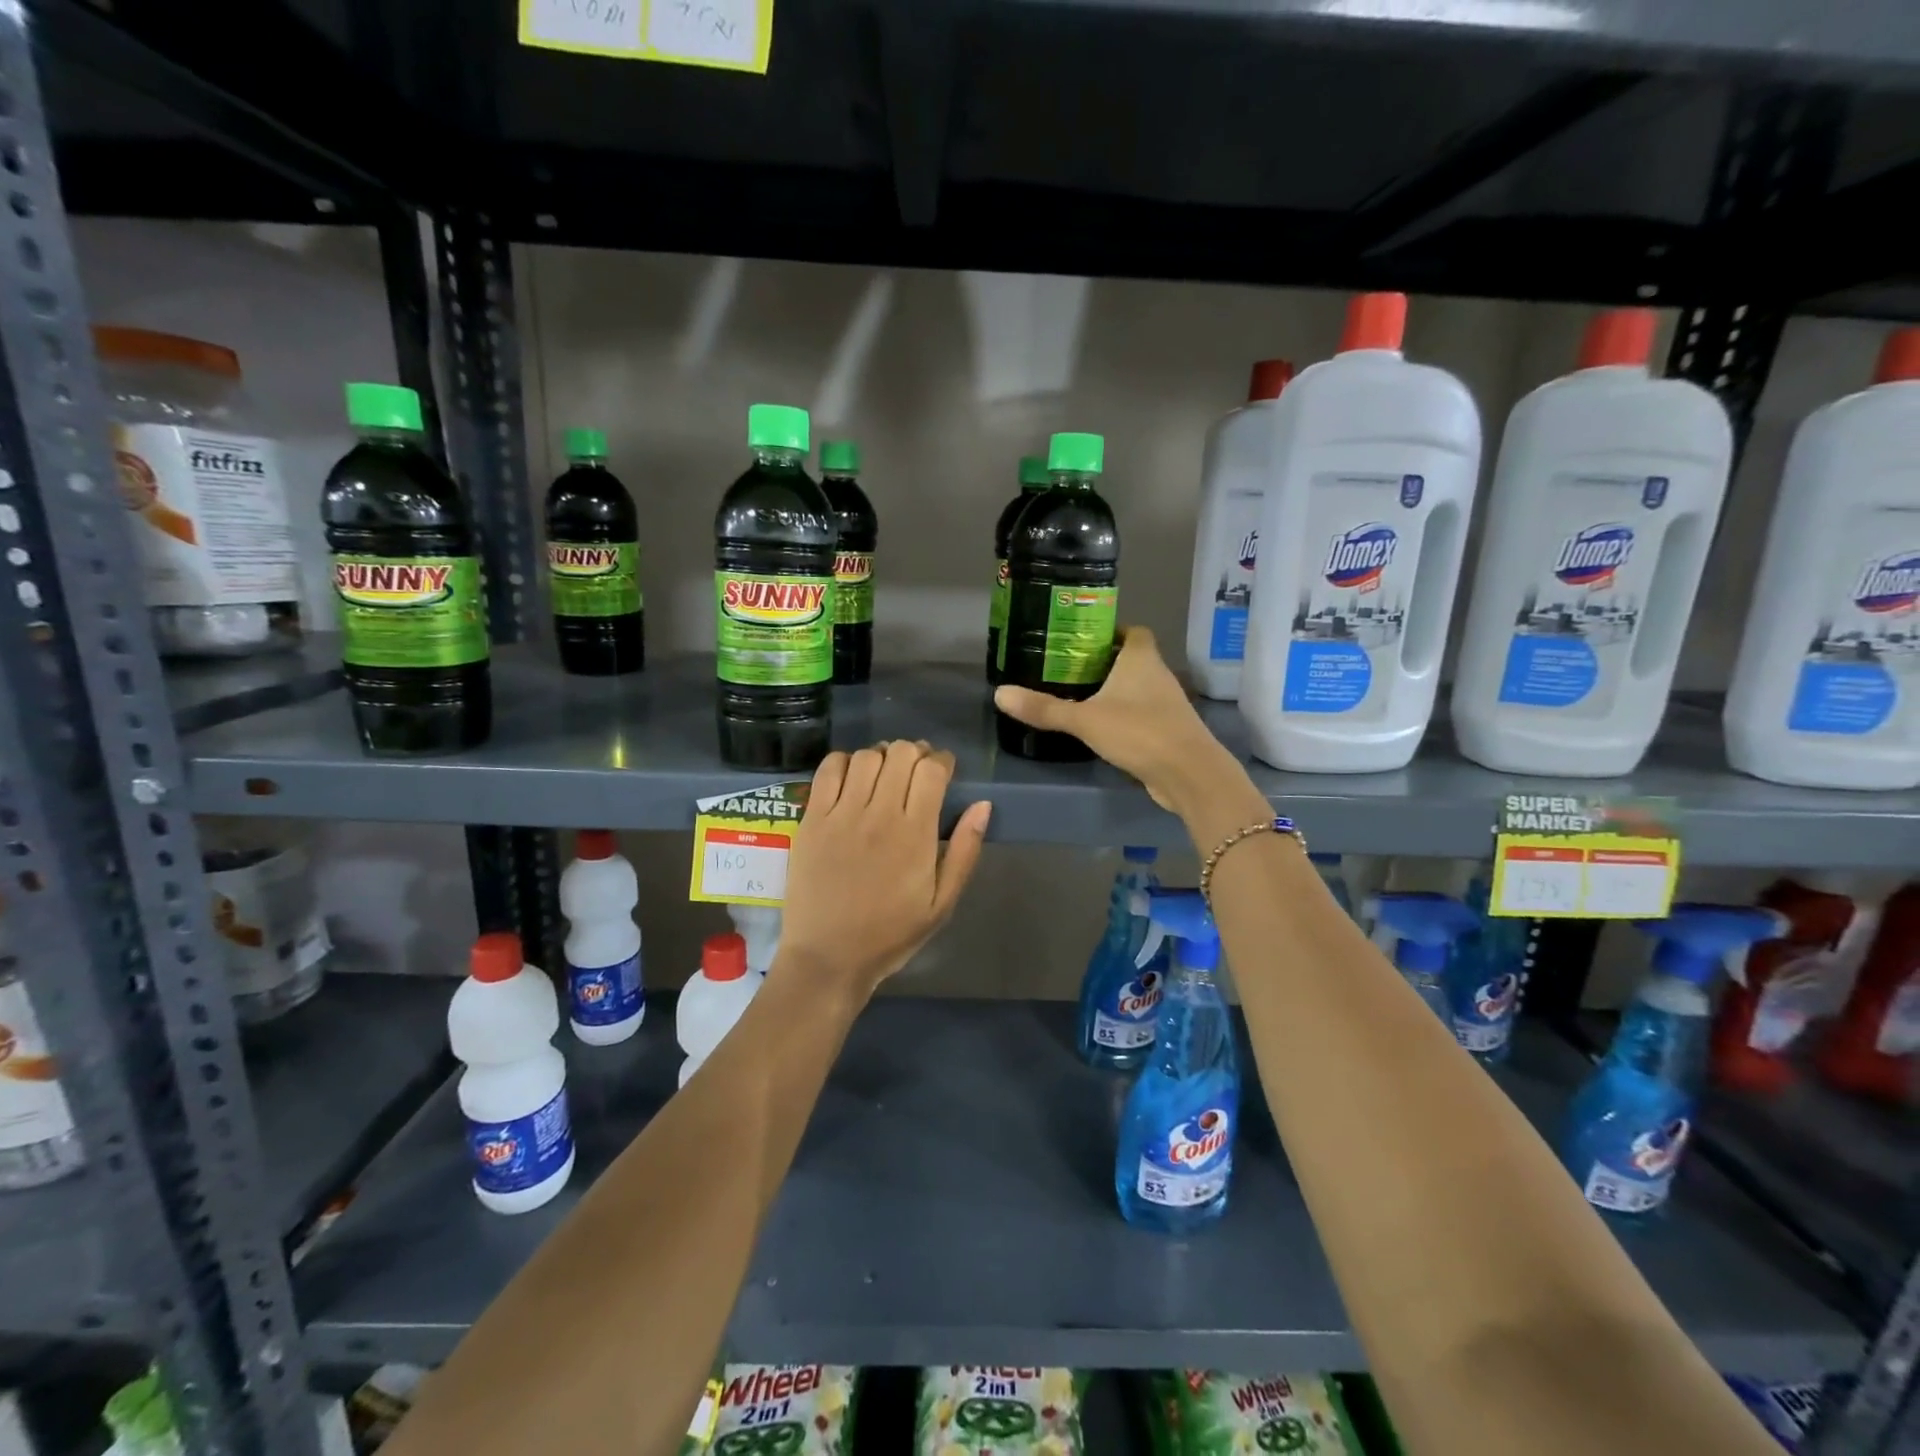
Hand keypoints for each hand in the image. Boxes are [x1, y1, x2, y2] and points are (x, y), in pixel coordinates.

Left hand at [777, 740, 991, 1000]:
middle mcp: (879, 815)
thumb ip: (965, 852)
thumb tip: (983, 806)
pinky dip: (844, 762)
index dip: (942, 761)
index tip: (943, 770)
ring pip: (866, 756)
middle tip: (915, 771)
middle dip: (915, 753)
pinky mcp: (812, 819)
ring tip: (884, 775)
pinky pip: (828, 770)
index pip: (932, 770)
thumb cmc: (890, 934)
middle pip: (901, 753)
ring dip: (881, 757)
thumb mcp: (942, 904)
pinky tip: (851, 778)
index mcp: (916, 835)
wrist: (828, 957)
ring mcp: (841, 815)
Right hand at [993, 626, 1254, 821]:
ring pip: (1138, 688)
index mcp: (1141, 659)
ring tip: (1080, 697)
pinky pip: (1142, 715)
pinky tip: (1102, 729)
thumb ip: (1044, 709)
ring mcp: (1167, 704)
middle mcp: (1158, 675)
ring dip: (1115, 691)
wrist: (1188, 774)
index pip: (1132, 631)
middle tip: (1070, 670)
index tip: (1082, 640)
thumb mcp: (1084, 719)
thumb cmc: (1139, 732)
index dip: (1111, 632)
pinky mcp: (1168, 731)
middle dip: (1105, 663)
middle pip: (1132, 659)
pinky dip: (1124, 717)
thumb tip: (1000, 693)